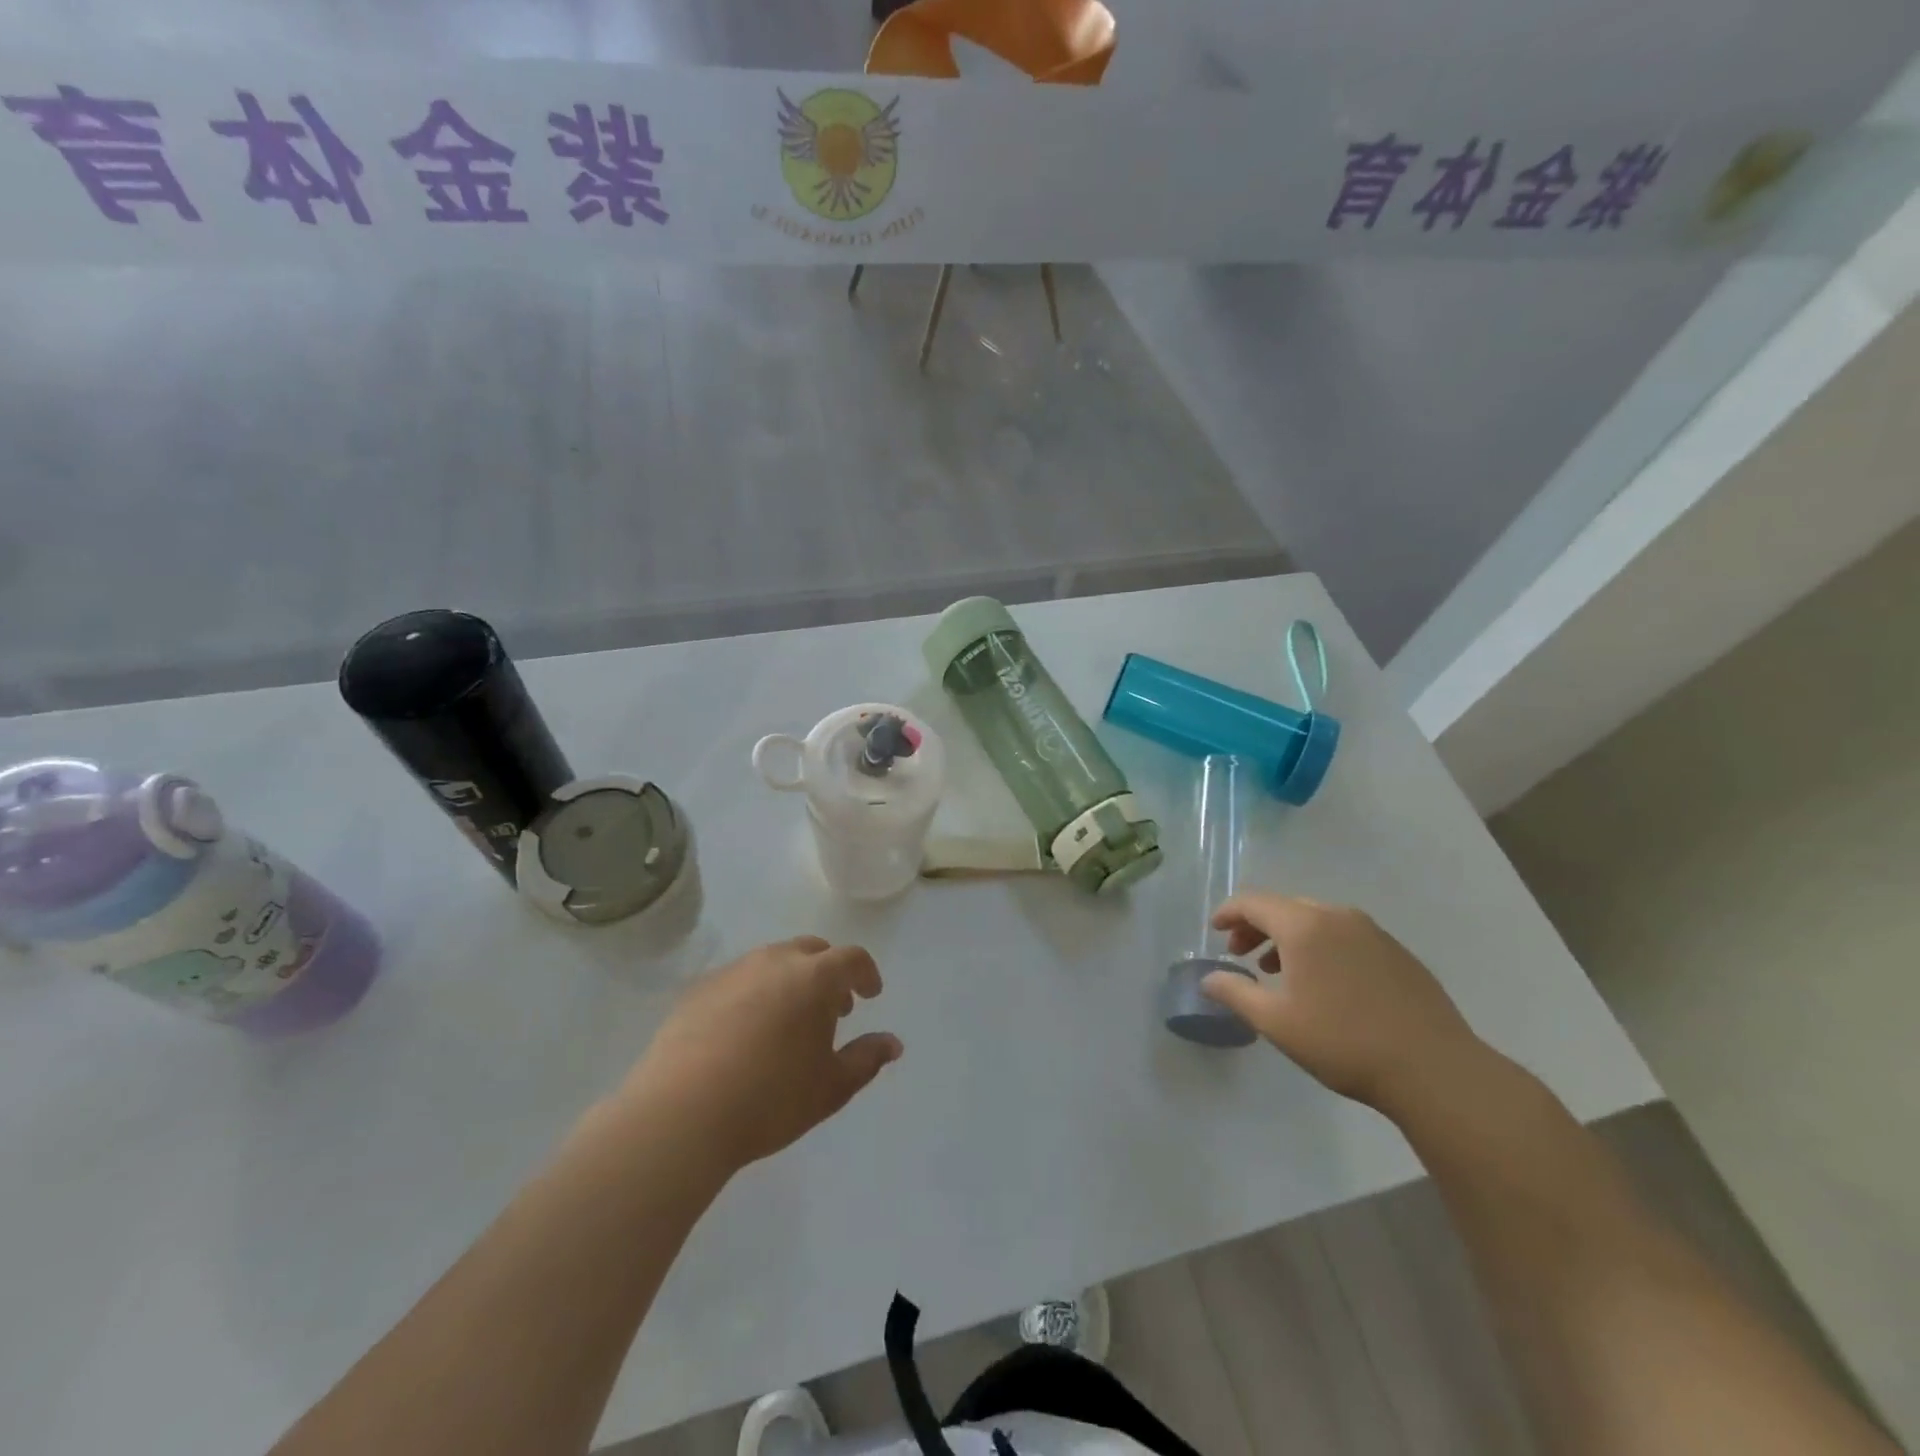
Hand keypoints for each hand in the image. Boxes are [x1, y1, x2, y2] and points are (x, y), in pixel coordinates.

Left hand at [624, 937, 901, 1175]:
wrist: (681, 1113)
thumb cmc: (770, 1099)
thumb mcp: (831, 1088)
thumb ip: (866, 1060)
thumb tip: (893, 1044)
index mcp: (814, 977)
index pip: (851, 958)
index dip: (866, 973)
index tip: (870, 994)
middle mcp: (774, 961)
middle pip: (811, 950)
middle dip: (828, 973)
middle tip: (832, 1009)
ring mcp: (732, 971)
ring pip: (772, 961)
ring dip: (790, 980)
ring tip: (787, 1021)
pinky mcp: (697, 989)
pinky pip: (738, 979)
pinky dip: (753, 993)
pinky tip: (744, 1031)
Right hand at [1200, 894, 1483, 1113]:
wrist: (1435, 1069)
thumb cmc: (1344, 1042)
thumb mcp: (1276, 1022)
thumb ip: (1236, 993)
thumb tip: (1208, 978)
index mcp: (1304, 926)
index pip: (1254, 903)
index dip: (1229, 912)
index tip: (1214, 930)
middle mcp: (1337, 917)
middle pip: (1284, 908)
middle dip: (1257, 926)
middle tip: (1241, 954)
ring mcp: (1372, 932)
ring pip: (1316, 920)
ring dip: (1288, 937)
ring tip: (1277, 971)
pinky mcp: (1397, 952)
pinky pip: (1344, 935)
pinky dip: (1320, 946)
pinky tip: (1324, 982)